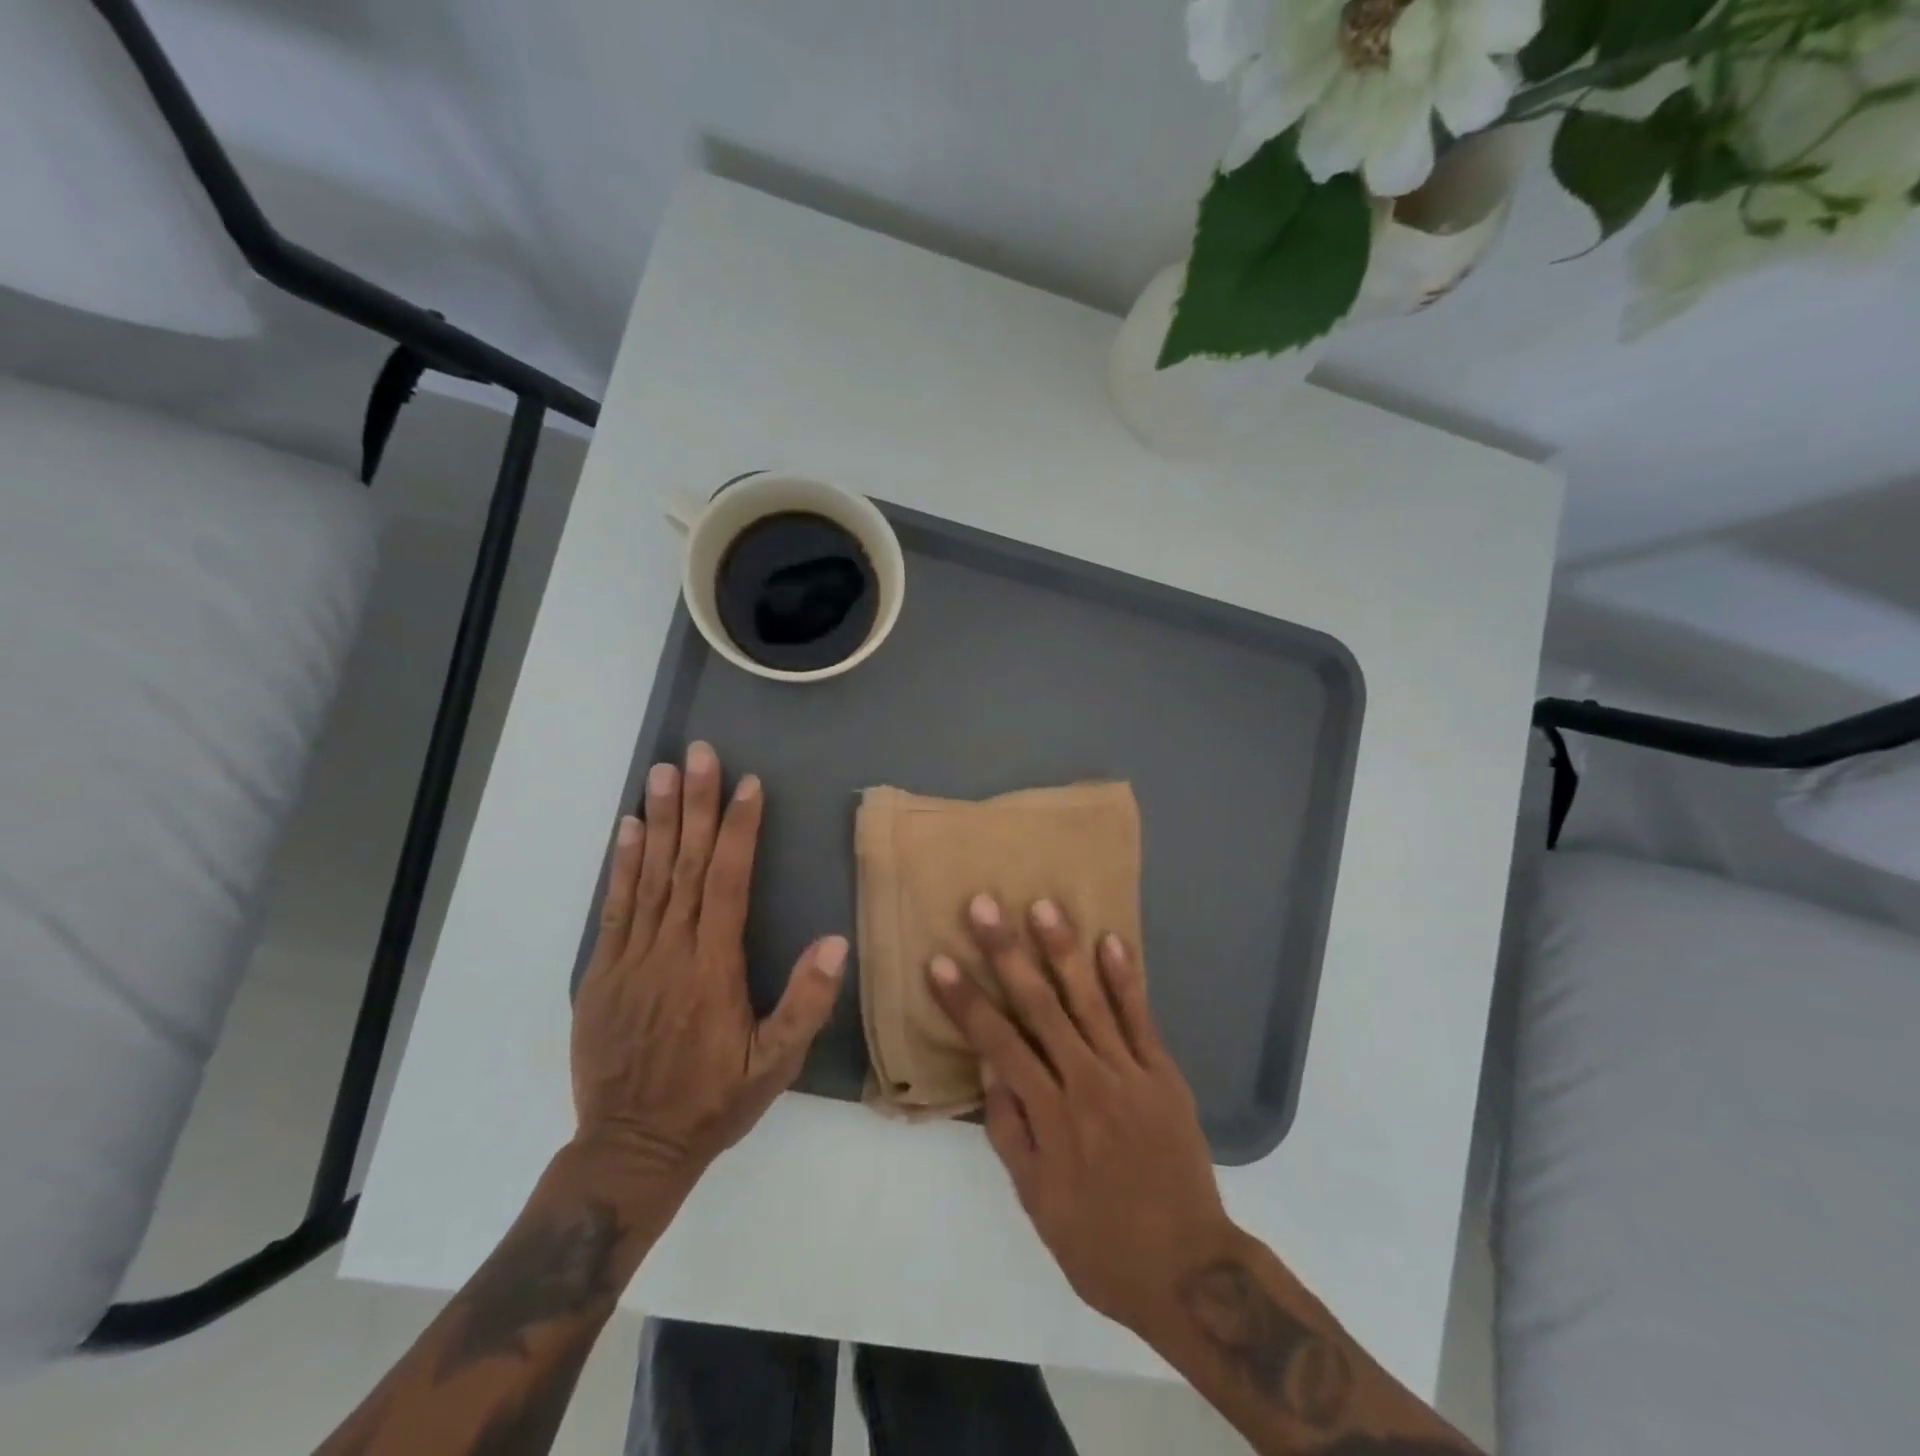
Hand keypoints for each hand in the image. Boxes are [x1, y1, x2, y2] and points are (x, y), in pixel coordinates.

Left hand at [572, 741, 847, 1206]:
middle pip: (687, 865)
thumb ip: (805, 1002)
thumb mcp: (775, 1065)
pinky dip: (621, 864)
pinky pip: (614, 907)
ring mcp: (631, 958)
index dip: (740, 830)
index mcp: (714, 969)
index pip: (729, 883)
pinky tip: (629, 827)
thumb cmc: (713, 1101)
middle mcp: (671, 951)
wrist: (630, 1148)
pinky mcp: (601, 972)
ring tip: (663, 772)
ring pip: (649, 876)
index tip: (748, 785)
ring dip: (660, 820)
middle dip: (698, 805)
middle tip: (699, 754)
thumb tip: (836, 939)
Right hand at [928, 895, 1233, 1334]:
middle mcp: (1087, 1082)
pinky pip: (1141, 1018)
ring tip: (1043, 905)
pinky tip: (1111, 941)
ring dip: (1064, 950)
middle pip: (1039, 1006)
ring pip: (1090, 1000)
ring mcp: (1129, 1073)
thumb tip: (989, 1067)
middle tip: (984, 906)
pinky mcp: (1163, 1073)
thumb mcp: (1037, 1200)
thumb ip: (1010, 1130)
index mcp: (1050, 1116)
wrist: (1188, 1269)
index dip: (966, 1002)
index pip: (998, 1044)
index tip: (940, 962)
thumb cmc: (1099, 1242)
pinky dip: (1126, 979)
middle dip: (1007, 953)